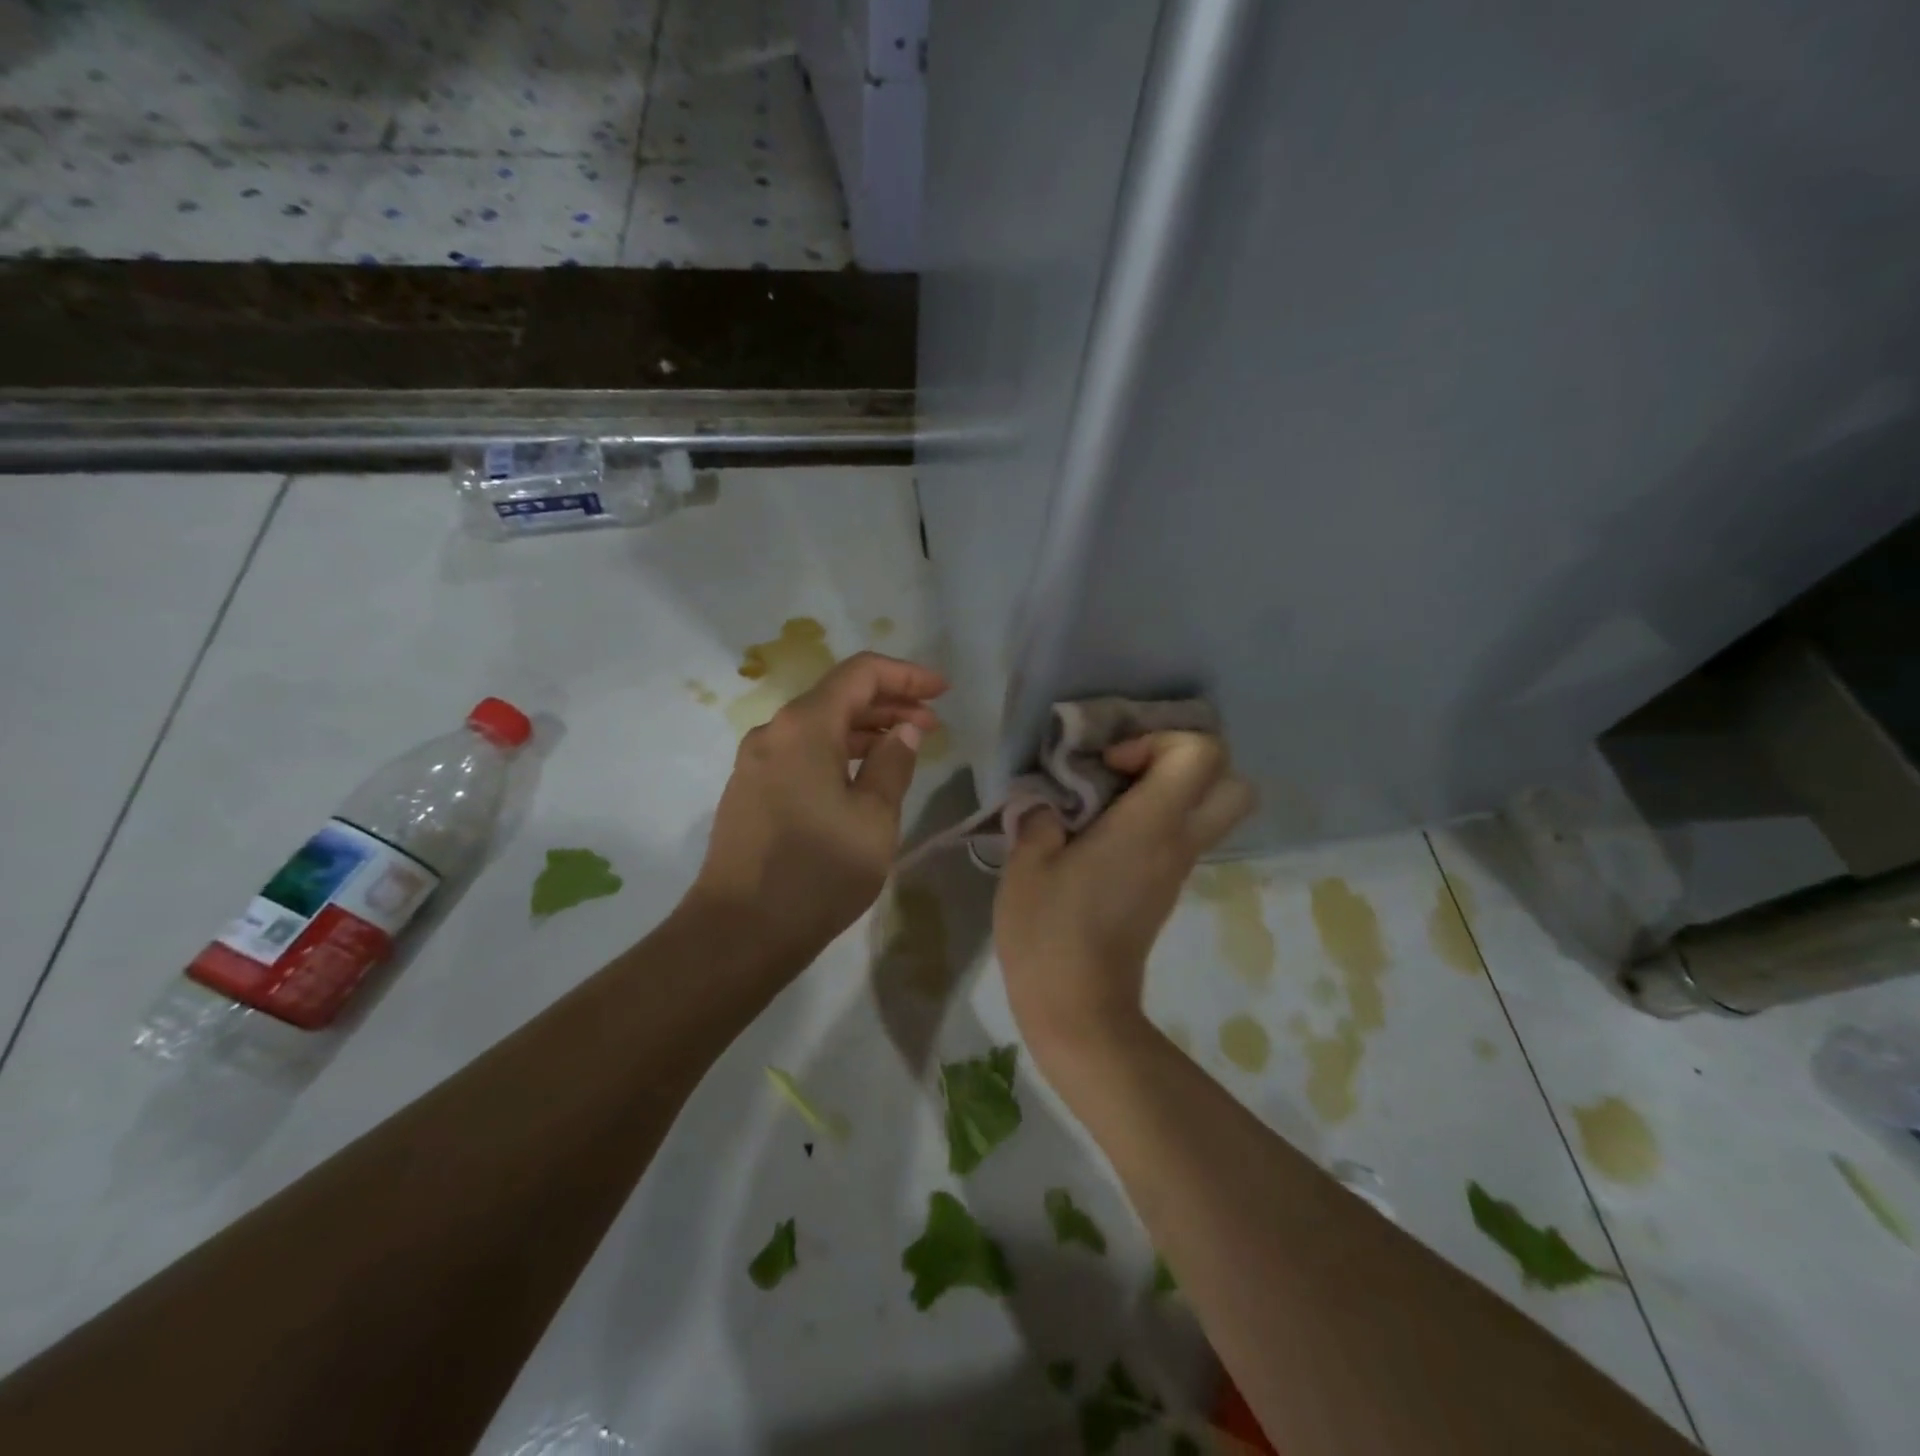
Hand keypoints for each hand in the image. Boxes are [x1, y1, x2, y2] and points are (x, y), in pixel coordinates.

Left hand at [692, 652, 947, 965]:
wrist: (739, 932)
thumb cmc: (818, 873)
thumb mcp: (874, 818)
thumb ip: (893, 763)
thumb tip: (904, 730)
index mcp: (804, 726)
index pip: (861, 674)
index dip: (906, 675)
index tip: (943, 691)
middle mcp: (774, 731)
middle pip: (838, 696)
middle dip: (889, 703)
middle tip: (932, 723)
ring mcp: (755, 761)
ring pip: (818, 725)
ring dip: (864, 730)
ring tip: (905, 747)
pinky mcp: (750, 789)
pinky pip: (801, 752)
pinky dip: (837, 751)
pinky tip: (862, 774)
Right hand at [994, 732, 1254, 1060]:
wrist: (1079, 1010)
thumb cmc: (1050, 933)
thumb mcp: (1026, 865)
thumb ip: (1039, 819)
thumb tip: (1048, 806)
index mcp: (1150, 826)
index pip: (1200, 754)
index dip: (1158, 741)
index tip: (1111, 765)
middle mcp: (1178, 842)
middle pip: (1233, 781)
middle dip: (1187, 761)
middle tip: (1133, 770)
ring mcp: (1177, 869)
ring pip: (1211, 810)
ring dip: (1170, 790)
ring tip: (1110, 798)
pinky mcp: (1165, 890)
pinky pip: (1182, 836)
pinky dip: (1157, 819)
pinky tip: (1103, 832)